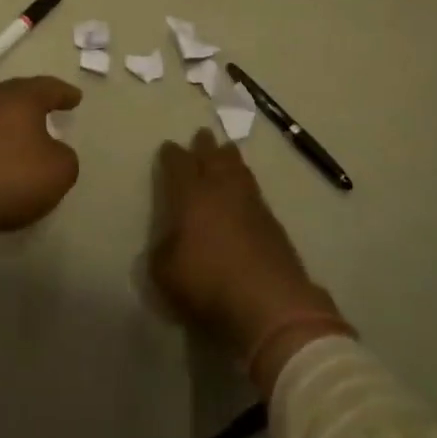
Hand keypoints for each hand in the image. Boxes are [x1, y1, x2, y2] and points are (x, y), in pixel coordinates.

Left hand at [0, 76, 81, 297]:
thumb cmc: (13, 177)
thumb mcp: (60, 171)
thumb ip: (64, 156)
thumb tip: (52, 151)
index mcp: (20, 97)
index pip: (48, 88)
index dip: (64, 94)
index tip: (75, 98)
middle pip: (15, 95)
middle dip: (32, 103)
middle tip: (47, 109)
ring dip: (7, 123)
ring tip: (20, 135)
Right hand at [148, 129, 349, 390]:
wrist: (269, 301)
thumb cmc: (208, 283)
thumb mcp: (165, 273)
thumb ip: (163, 251)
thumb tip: (170, 242)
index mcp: (191, 196)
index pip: (179, 165)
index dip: (172, 155)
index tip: (168, 148)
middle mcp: (221, 190)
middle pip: (213, 158)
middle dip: (205, 146)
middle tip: (202, 136)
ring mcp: (251, 203)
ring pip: (238, 169)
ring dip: (229, 159)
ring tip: (226, 152)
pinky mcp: (273, 222)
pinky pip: (254, 190)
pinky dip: (245, 183)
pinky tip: (245, 190)